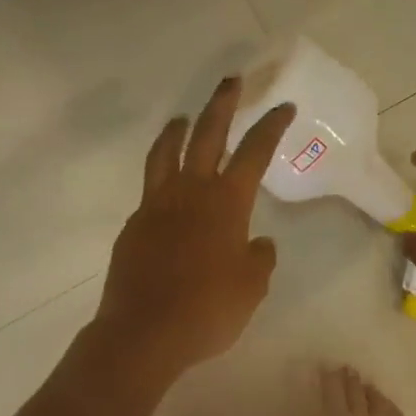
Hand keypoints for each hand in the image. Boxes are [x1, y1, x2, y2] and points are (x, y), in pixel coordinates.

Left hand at [92, 77, 295, 383]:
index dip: (270, 126)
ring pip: (165, 154)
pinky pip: (149, 190)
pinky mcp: (133, 226)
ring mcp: (155, 207)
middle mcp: (190, 193)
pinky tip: (167, 191)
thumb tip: (257, 244)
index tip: (282, 106)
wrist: (144, 333)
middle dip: (222, 104)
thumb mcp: (251, 288)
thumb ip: (259, 259)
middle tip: (231, 81)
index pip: (254, 153)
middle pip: (206, 135)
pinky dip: (161, 178)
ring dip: (178, 130)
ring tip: (183, 118)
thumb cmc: (208, 311)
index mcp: (226, 203)